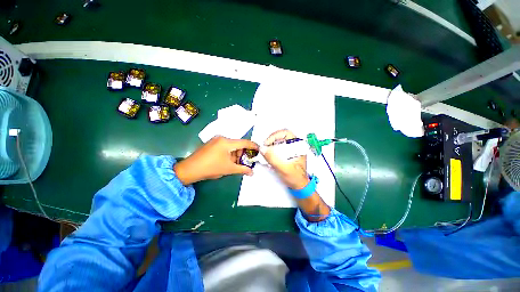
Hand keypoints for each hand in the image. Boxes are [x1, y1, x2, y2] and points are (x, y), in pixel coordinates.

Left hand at [174, 136, 258, 184]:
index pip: (244, 142)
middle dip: (243, 153)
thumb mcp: (229, 169)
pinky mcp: (211, 144)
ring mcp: (215, 140)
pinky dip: (229, 153)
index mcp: (227, 142)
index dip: (253, 146)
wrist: (189, 169)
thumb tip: (252, 172)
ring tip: (235, 164)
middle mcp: (222, 138)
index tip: (259, 150)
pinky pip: (225, 147)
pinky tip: (228, 161)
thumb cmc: (211, 168)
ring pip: (231, 146)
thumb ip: (242, 169)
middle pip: (238, 144)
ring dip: (236, 155)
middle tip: (245, 162)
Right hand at [261, 129, 308, 189]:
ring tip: (265, 153)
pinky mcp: (286, 154)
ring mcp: (290, 150)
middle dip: (271, 141)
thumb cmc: (296, 177)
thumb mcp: (284, 168)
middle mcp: (294, 146)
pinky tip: (268, 157)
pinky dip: (271, 151)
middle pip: (280, 137)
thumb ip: (273, 158)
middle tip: (264, 149)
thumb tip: (262, 149)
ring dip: (270, 146)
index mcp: (298, 146)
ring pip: (278, 142)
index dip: (275, 136)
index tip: (267, 143)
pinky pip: (277, 148)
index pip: (285, 133)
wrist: (299, 186)